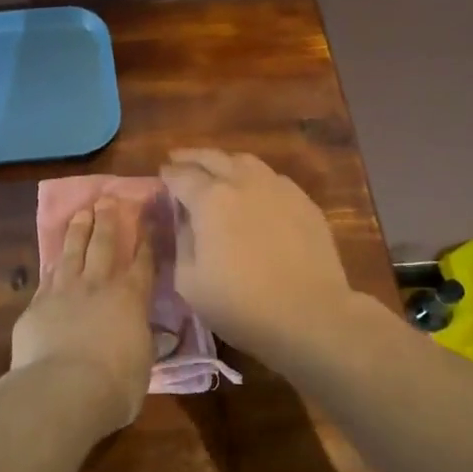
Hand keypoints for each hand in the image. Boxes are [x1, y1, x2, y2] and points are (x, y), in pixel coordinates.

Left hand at [9, 196, 156, 432]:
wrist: (63, 389)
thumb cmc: (115, 384)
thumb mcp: (142, 363)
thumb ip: (141, 342)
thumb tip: (140, 334)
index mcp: (131, 298)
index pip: (143, 262)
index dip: (146, 240)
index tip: (147, 221)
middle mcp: (98, 285)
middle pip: (104, 244)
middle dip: (108, 220)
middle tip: (108, 199)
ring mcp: (64, 291)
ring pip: (72, 251)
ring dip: (78, 229)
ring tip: (82, 212)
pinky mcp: (37, 304)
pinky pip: (48, 275)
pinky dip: (53, 262)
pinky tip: (53, 256)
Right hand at [159, 149, 357, 365]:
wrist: (310, 314)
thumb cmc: (241, 304)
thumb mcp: (189, 282)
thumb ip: (182, 242)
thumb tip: (184, 221)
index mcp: (210, 199)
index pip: (181, 176)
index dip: (168, 174)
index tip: (162, 174)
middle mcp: (243, 182)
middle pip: (213, 158)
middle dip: (192, 157)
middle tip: (179, 159)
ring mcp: (278, 188)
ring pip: (246, 162)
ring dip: (225, 162)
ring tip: (217, 169)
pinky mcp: (305, 202)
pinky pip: (273, 179)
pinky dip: (255, 178)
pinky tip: (255, 191)